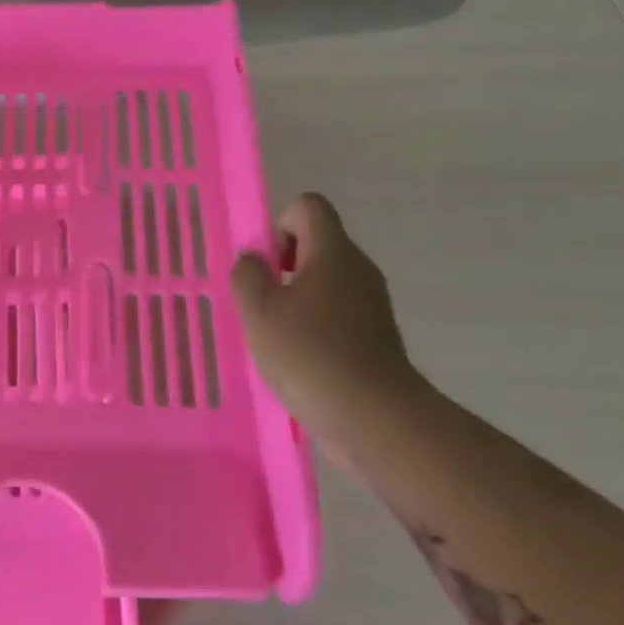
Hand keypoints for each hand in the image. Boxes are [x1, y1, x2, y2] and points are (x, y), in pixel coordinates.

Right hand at [231, 193, 421, 427]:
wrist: (375, 417)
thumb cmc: (310, 354)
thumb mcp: (260, 311)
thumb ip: (248, 275)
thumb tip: (253, 260)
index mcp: (333, 252)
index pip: (308, 206)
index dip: (278, 224)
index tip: (265, 265)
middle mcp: (358, 269)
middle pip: (316, 244)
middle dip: (281, 266)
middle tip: (262, 304)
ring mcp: (371, 304)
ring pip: (325, 282)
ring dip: (295, 300)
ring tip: (276, 337)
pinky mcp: (375, 337)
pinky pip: (336, 314)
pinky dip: (314, 327)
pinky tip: (298, 360)